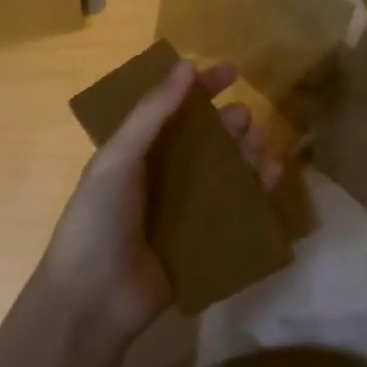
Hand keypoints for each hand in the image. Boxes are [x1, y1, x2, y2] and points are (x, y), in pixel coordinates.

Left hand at [39, 58, 277, 342]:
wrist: (93, 301)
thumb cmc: (98, 219)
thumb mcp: (118, 158)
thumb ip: (152, 112)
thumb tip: (186, 64)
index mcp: (138, 152)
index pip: (174, 110)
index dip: (201, 88)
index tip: (232, 70)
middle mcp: (165, 175)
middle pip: (206, 140)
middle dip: (228, 123)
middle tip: (244, 118)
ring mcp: (187, 209)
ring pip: (227, 171)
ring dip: (246, 152)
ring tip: (261, 142)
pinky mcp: (205, 240)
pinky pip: (238, 208)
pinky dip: (258, 189)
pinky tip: (272, 175)